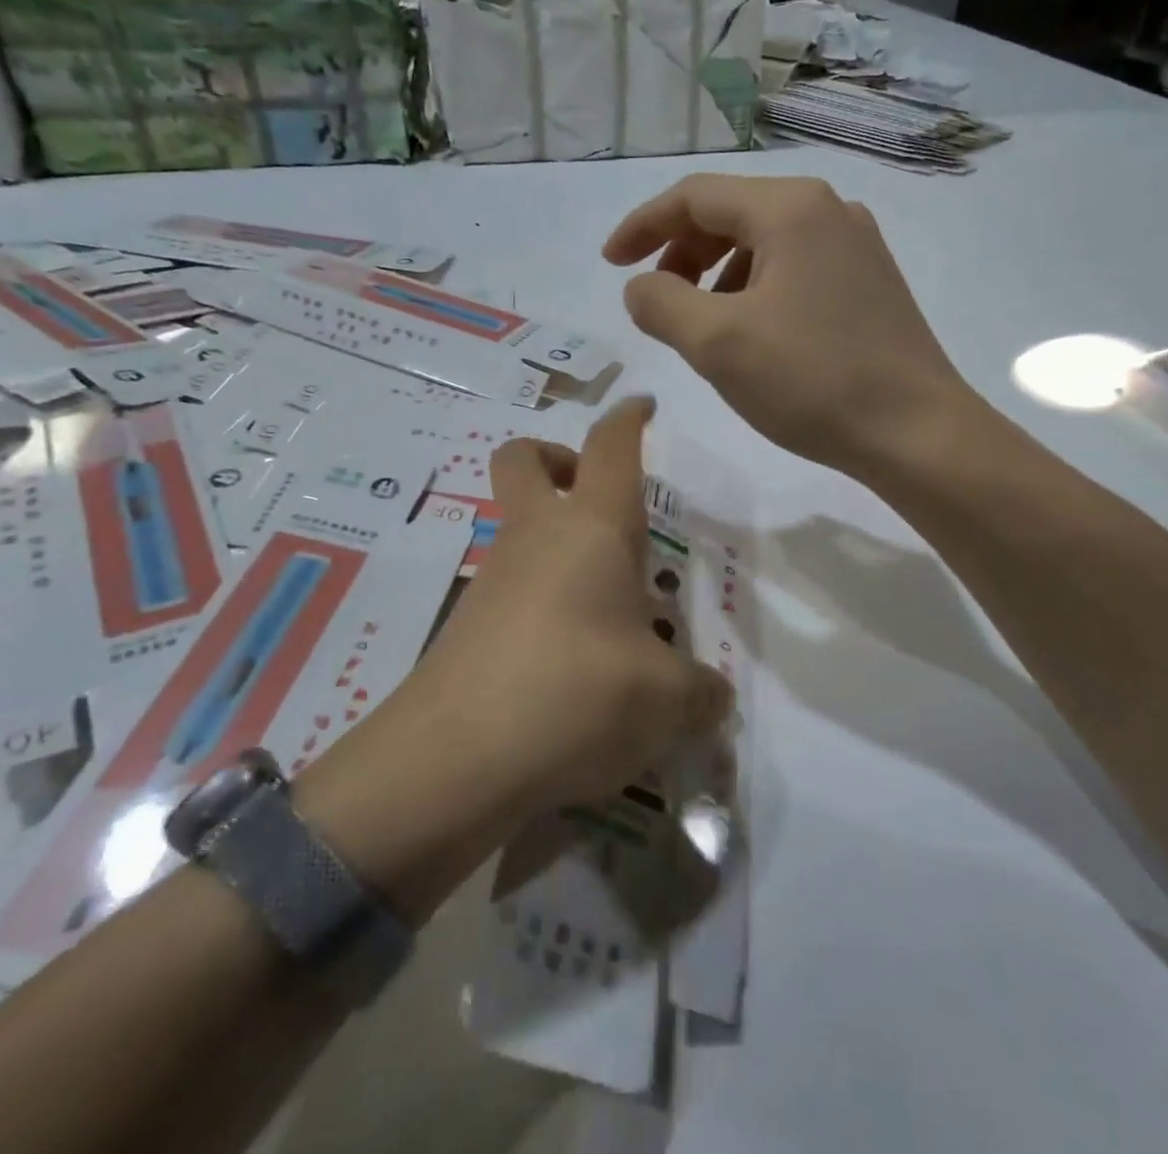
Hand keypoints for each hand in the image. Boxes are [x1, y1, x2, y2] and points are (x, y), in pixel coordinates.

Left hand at [387, 396, 732, 818]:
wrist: (453, 760)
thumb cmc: (577, 695)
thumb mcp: (666, 701)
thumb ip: (700, 693)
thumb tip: (713, 699)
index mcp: (591, 528)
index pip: (611, 447)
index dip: (628, 419)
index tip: (643, 407)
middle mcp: (537, 537)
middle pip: (525, 460)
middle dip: (557, 458)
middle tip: (598, 499)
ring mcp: (493, 579)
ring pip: (517, 529)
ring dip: (556, 545)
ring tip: (609, 614)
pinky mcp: (467, 626)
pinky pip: (510, 591)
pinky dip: (542, 603)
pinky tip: (572, 664)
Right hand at [605, 173, 970, 479]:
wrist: (916, 432)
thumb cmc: (812, 381)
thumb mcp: (716, 342)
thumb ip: (660, 303)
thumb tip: (642, 287)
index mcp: (790, 208)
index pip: (694, 196)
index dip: (643, 226)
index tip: (610, 264)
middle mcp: (828, 210)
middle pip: (731, 213)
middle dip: (681, 252)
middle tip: (656, 301)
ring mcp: (856, 245)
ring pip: (763, 244)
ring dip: (717, 275)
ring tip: (701, 325)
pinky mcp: (870, 282)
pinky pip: (794, 269)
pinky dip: (754, 290)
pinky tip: (751, 334)